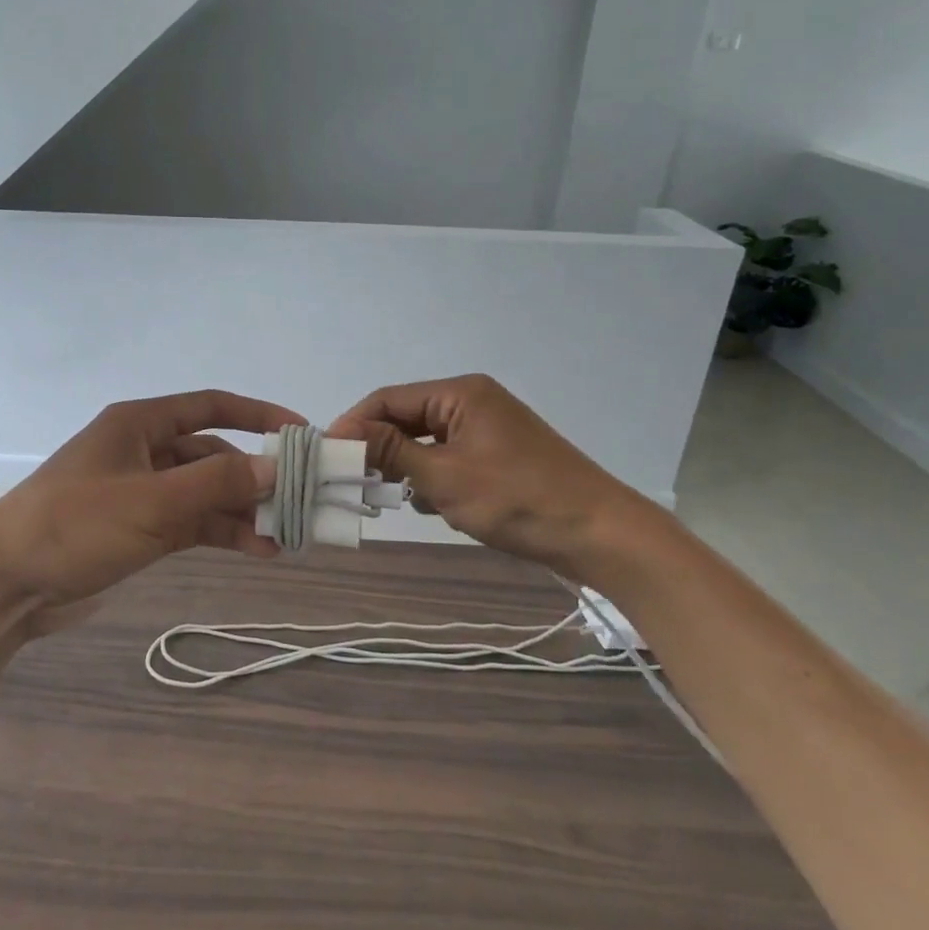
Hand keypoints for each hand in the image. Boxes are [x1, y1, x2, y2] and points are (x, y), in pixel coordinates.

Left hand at [0, 390, 306, 631]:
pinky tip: (257, 549)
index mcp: (139, 423)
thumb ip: (215, 483)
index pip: (211, 406)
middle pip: (213, 452)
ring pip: (206, 492)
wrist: (4, 583)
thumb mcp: (150, 501)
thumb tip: (277, 467)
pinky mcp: (140, 529)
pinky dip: (223, 532)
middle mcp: (144, 450)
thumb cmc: (73, 524)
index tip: (302, 434)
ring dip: (243, 509)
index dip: (258, 416)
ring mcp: (142, 492)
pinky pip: (193, 522)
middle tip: (301, 498)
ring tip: (287, 534)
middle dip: (254, 474)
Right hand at [328, 374, 650, 573]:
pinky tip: (434, 506)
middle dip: (381, 449)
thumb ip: (391, 451)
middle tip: (352, 480)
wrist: (602, 536)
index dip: (354, 424)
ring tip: (392, 497)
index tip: (326, 454)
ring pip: (427, 442)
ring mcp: (489, 429)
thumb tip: (341, 432)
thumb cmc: (518, 500)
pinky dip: (435, 479)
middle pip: (407, 418)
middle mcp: (472, 402)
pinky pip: (450, 458)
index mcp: (460, 394)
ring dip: (408, 467)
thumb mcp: (445, 477)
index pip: (389, 399)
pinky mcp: (500, 456)